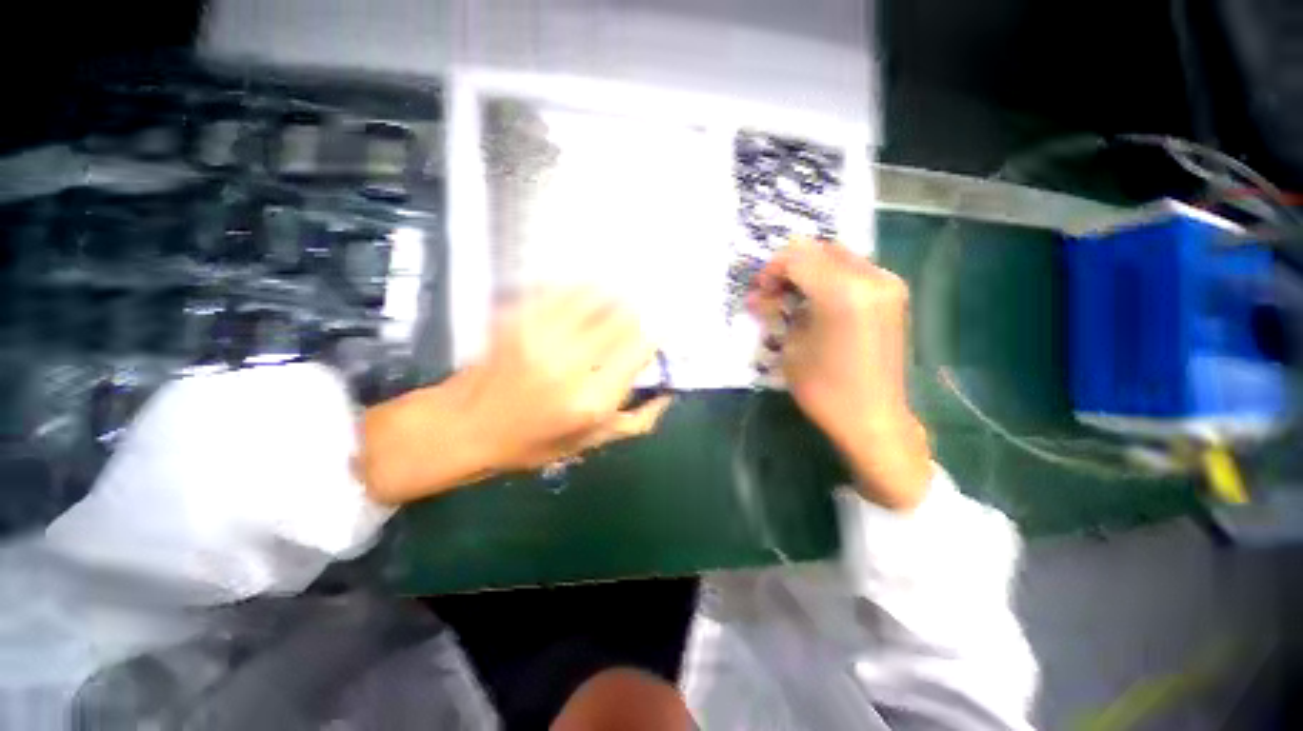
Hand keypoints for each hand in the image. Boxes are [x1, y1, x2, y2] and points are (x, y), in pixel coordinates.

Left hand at [359, 290, 671, 504]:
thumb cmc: (533, 442)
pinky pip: (559, 290)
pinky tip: (582, 293)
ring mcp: (539, 336)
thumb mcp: (590, 443)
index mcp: (591, 400)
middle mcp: (569, 364)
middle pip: (620, 318)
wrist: (466, 427)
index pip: (639, 349)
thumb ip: (637, 421)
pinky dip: (577, 289)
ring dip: (609, 296)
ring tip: (613, 297)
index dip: (654, 335)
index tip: (657, 332)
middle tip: (636, 313)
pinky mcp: (515, 318)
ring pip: (592, 296)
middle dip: (635, 313)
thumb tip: (668, 394)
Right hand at [748, 238, 931, 509]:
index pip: (798, 257)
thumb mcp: (790, 347)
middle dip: (790, 266)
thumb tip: (761, 295)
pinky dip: (829, 278)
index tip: (760, 291)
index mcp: (842, 293)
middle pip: (819, 250)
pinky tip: (816, 302)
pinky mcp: (892, 295)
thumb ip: (778, 311)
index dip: (772, 269)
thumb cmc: (824, 389)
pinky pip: (853, 270)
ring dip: (809, 271)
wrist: (873, 418)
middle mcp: (871, 278)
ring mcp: (887, 285)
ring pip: (837, 257)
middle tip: (773, 293)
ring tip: (791, 298)